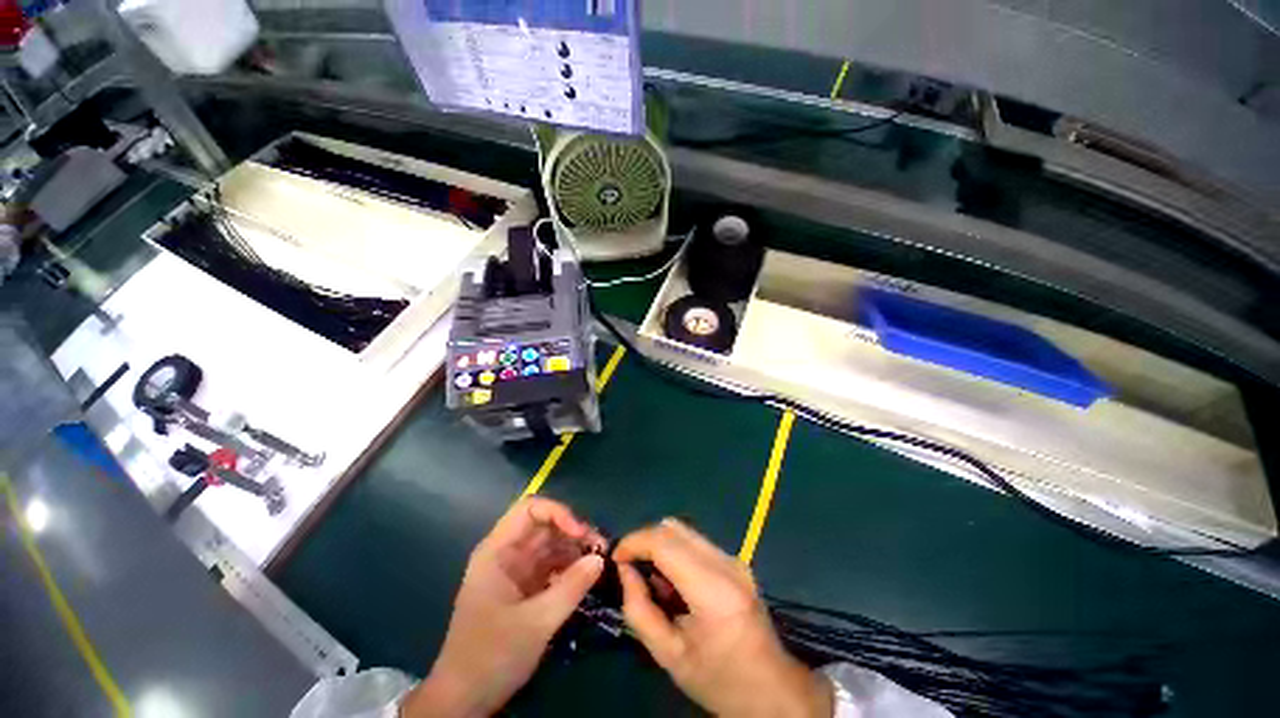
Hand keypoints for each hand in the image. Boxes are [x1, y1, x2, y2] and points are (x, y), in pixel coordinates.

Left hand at [402, 498, 605, 717]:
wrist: (464, 701)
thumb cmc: (491, 656)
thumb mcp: (535, 623)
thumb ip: (571, 587)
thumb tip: (600, 560)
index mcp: (497, 551)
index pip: (530, 509)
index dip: (558, 513)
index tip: (581, 533)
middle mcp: (507, 554)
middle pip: (545, 526)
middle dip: (573, 531)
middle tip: (601, 548)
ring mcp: (516, 571)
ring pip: (551, 545)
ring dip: (575, 549)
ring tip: (599, 562)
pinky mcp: (525, 589)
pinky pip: (552, 566)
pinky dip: (570, 567)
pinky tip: (587, 577)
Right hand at [614, 519, 831, 717]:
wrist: (772, 691)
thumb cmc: (719, 680)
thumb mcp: (669, 656)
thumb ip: (639, 610)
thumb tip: (625, 570)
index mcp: (712, 589)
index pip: (664, 542)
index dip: (634, 542)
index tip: (616, 558)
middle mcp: (726, 563)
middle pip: (673, 527)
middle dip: (645, 539)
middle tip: (630, 566)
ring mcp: (735, 559)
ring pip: (684, 530)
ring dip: (660, 544)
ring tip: (652, 577)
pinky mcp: (736, 561)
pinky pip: (696, 542)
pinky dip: (676, 551)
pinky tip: (673, 581)